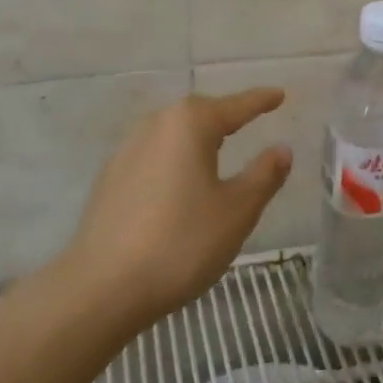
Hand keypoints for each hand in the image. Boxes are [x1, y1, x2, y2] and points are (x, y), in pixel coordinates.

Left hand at [66, 89, 292, 323]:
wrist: (101, 288)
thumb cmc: (180, 243)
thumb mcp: (236, 211)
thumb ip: (263, 175)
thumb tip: (282, 149)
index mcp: (190, 124)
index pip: (236, 106)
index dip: (260, 101)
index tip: (280, 94)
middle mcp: (156, 125)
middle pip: (200, 113)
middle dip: (226, 116)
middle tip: (251, 119)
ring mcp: (127, 150)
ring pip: (174, 134)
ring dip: (198, 138)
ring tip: (219, 150)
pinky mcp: (111, 178)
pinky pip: (155, 155)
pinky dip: (176, 160)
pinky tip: (181, 182)